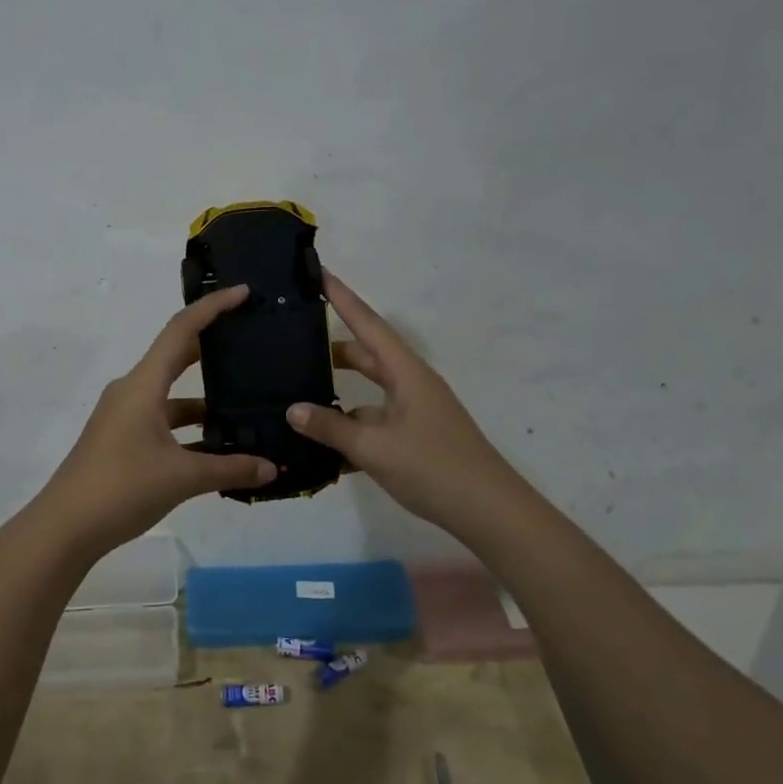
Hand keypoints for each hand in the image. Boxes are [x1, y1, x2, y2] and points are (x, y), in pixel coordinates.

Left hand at [30, 286, 276, 558]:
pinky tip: (221, 446)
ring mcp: (125, 417)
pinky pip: (165, 422)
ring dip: (206, 400)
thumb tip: (272, 469)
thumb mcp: (182, 477)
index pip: (181, 330)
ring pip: (173, 396)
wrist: (64, 528)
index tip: (243, 292)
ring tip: (249, 403)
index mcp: (143, 385)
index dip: (212, 308)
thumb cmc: (121, 488)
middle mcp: (132, 391)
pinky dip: (191, 428)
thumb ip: (230, 469)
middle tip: (252, 341)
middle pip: (177, 356)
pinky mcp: (123, 440)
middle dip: (213, 347)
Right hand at [288, 273, 518, 535]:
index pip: (368, 324)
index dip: (342, 298)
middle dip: (333, 345)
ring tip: (299, 389)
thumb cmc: (433, 467)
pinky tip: (322, 444)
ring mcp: (414, 411)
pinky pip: (375, 420)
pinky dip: (351, 425)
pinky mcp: (415, 437)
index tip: (318, 272)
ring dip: (339, 390)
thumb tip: (293, 409)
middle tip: (295, 335)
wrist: (489, 511)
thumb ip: (331, 427)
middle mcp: (411, 384)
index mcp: (406, 372)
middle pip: (367, 355)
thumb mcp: (374, 447)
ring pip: (369, 391)